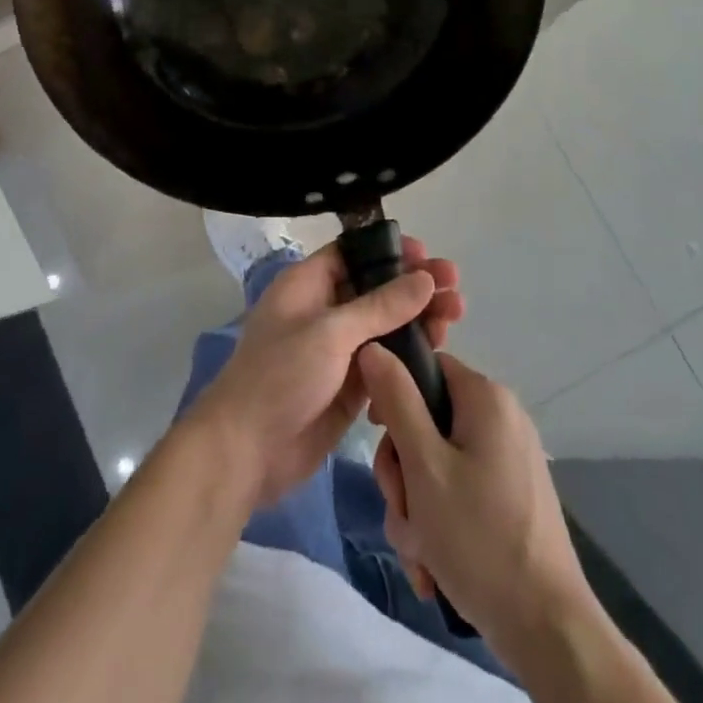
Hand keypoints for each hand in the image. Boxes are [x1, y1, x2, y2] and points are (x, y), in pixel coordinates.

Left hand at [186, 238, 462, 507]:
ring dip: (419, 322)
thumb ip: (381, 306)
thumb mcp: (331, 333)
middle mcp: (324, 312)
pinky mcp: (349, 386)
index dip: (390, 252)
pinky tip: (435, 359)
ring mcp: (337, 350)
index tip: (427, 255)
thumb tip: (424, 278)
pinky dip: (408, 359)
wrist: (246, 451)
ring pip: (386, 327)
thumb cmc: (281, 377)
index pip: (353, 254)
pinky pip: (385, 363)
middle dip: (415, 289)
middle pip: (377, 290)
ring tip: (454, 320)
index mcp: (308, 285)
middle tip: (456, 290)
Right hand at [358, 346, 592, 664]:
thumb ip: (396, 400)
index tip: (378, 436)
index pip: (426, 368)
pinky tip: (432, 566)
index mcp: (486, 398)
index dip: (394, 397)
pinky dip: (439, 524)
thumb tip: (373, 347)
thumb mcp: (424, 465)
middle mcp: (501, 419)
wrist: (547, 629)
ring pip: (437, 465)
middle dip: (403, 472)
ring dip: (416, 507)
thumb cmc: (479, 537)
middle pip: (427, 422)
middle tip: (403, 509)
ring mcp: (509, 461)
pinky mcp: (511, 497)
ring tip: (420, 552)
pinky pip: (459, 493)